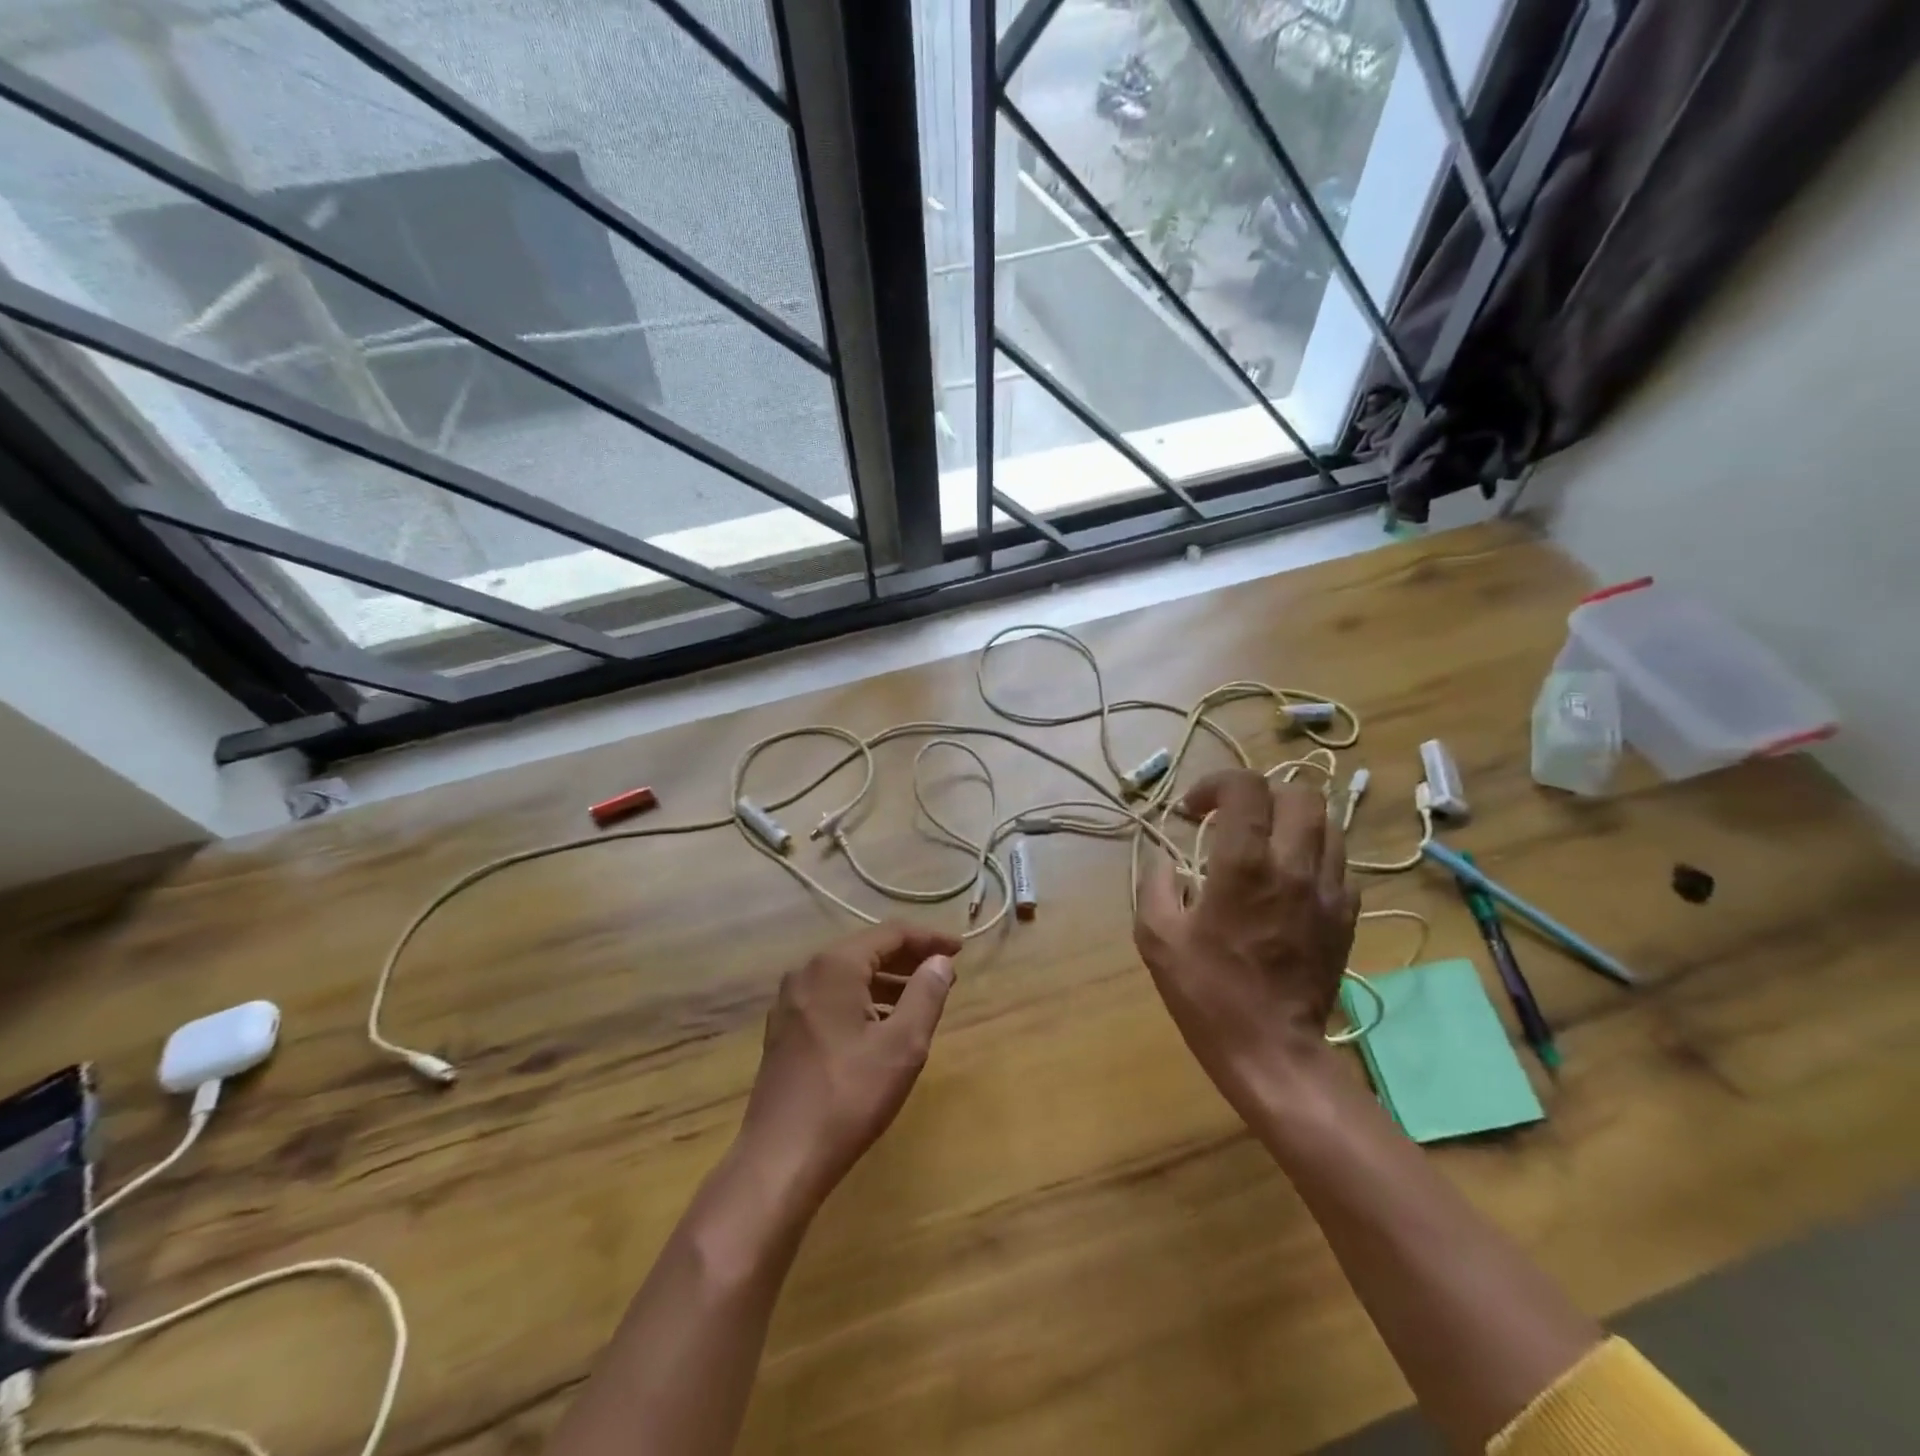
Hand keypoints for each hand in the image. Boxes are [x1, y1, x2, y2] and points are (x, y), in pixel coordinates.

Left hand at [736, 922, 961, 1209]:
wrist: (781, 1158)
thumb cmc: (849, 1096)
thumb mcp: (902, 1045)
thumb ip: (926, 994)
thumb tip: (940, 961)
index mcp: (834, 965)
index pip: (890, 934)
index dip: (929, 938)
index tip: (961, 950)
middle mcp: (807, 972)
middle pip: (867, 950)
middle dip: (909, 959)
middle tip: (945, 973)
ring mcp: (790, 1001)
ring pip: (848, 975)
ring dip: (887, 981)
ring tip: (922, 998)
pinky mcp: (784, 1028)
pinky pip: (832, 997)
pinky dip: (863, 999)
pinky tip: (883, 1024)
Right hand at [1134, 771, 1358, 1110]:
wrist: (1272, 1050)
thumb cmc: (1207, 993)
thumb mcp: (1156, 936)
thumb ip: (1156, 884)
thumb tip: (1166, 859)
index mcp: (1245, 865)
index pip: (1246, 788)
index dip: (1216, 784)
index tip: (1193, 810)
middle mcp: (1295, 866)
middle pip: (1298, 793)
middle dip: (1260, 794)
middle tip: (1232, 818)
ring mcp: (1330, 889)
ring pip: (1327, 822)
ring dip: (1290, 819)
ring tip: (1263, 841)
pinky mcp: (1346, 914)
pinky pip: (1338, 860)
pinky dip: (1311, 852)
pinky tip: (1287, 876)